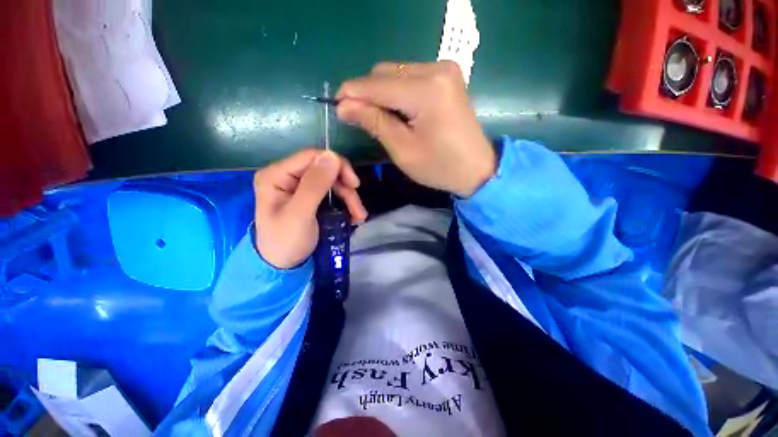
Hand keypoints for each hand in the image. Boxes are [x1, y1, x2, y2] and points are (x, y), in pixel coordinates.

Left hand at [253, 150, 367, 268]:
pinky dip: (345, 203)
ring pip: (332, 182)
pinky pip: (332, 193)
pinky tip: (352, 216)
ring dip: (349, 198)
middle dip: (345, 188)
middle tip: (358, 209)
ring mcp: (299, 187)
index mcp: (277, 175)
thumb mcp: (300, 214)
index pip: (312, 156)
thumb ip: (315, 185)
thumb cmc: (286, 242)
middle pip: (325, 170)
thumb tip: (332, 155)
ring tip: (358, 217)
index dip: (337, 165)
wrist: (283, 267)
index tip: (354, 185)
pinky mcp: (309, 198)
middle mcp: (287, 176)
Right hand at [335, 61, 495, 197]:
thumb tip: (343, 106)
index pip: (376, 84)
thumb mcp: (403, 150)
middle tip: (358, 117)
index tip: (336, 107)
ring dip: (381, 92)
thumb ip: (374, 122)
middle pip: (385, 72)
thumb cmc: (440, 167)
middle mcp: (436, 69)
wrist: (477, 169)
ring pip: (396, 72)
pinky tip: (397, 111)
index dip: (352, 93)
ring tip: (379, 117)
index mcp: (426, 90)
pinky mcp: (447, 77)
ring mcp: (444, 70)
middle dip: (367, 93)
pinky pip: (410, 77)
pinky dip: (397, 92)